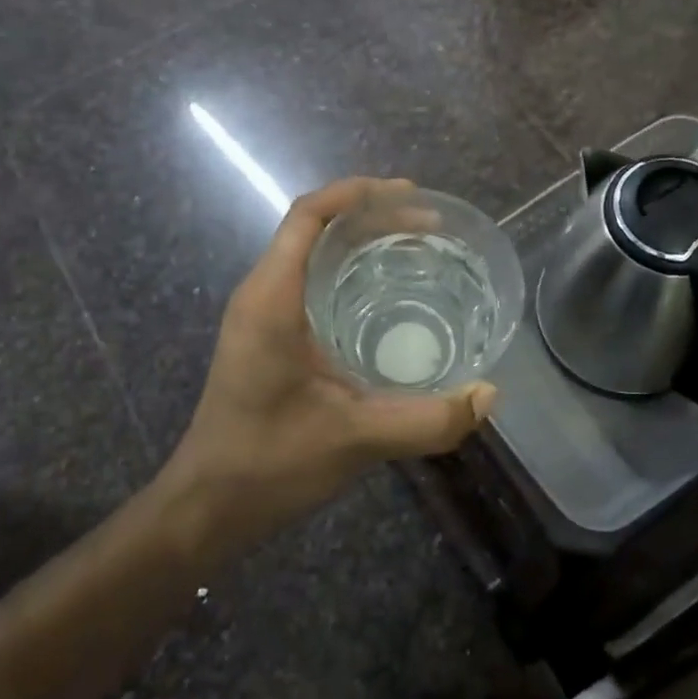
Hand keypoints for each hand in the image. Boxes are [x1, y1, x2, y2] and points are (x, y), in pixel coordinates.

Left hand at [164, 177, 497, 536]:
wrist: (208, 505)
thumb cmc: (269, 464)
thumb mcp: (356, 439)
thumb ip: (426, 420)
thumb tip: (489, 395)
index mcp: (271, 299)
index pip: (308, 215)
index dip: (356, 193)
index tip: (410, 195)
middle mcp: (261, 295)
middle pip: (314, 227)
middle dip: (370, 216)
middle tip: (429, 226)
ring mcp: (260, 316)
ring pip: (311, 254)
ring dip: (358, 242)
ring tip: (415, 249)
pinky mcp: (266, 337)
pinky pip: (309, 283)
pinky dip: (347, 272)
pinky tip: (385, 298)